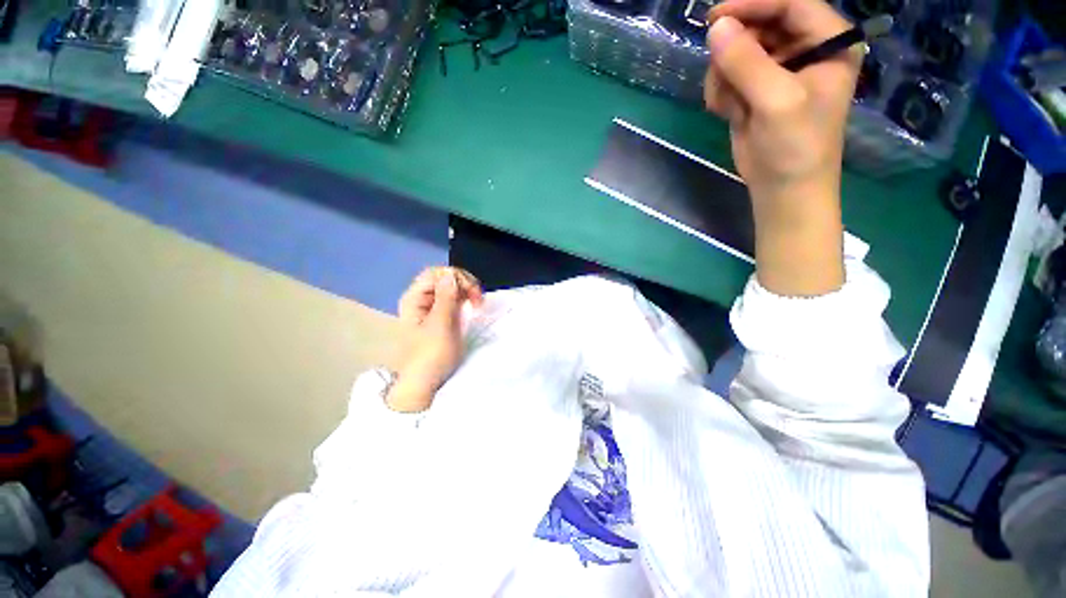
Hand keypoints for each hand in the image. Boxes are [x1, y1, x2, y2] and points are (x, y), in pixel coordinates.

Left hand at [388, 267, 483, 412]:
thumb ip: (445, 298)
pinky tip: (473, 306)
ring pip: (451, 286)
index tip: (472, 293)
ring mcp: (431, 306)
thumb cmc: (431, 355)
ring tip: (478, 303)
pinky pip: (454, 297)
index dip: (456, 277)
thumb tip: (450, 274)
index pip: (436, 273)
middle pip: (444, 277)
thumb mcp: (440, 325)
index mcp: (415, 298)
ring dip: (467, 290)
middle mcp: (421, 298)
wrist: (425, 382)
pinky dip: (465, 298)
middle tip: (478, 299)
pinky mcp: (441, 314)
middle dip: (464, 283)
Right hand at [704, 0, 858, 295]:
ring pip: (737, 52)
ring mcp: (777, 70)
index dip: (754, 4)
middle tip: (722, 76)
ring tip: (730, 106)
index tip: (716, 16)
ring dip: (725, 78)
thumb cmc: (795, 146)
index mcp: (828, 42)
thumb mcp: (777, 102)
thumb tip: (715, 28)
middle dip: (735, 51)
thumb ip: (747, 63)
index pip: (791, 3)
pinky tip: (728, 113)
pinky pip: (727, 76)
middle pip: (760, 25)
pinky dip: (721, 93)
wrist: (782, 188)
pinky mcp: (754, 90)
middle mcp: (804, 49)